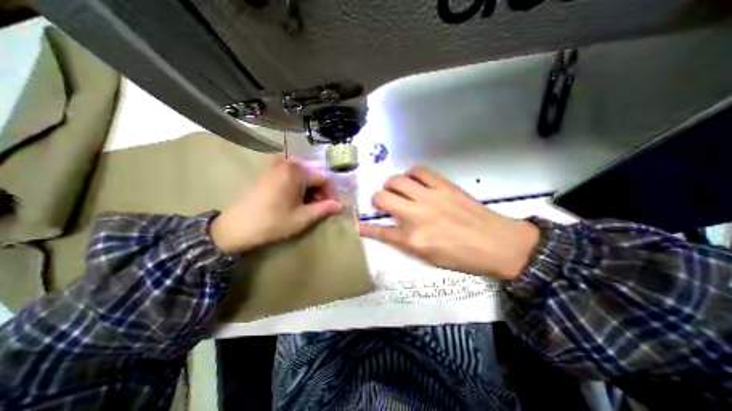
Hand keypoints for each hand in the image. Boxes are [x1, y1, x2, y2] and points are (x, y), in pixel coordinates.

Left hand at [206, 157, 341, 252]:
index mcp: (297, 172)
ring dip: (308, 189)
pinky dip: (297, 184)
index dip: (329, 193)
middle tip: (316, 207)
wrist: (237, 227)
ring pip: (302, 175)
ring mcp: (276, 165)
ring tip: (305, 205)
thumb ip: (325, 209)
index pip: (324, 178)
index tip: (329, 207)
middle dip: (318, 191)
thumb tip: (341, 205)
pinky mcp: (268, 171)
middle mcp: (287, 163)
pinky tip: (293, 198)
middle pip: (313, 174)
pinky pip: (290, 174)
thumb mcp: (303, 218)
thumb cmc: (273, 222)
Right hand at [360, 165, 536, 278]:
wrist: (498, 244)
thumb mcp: (429, 258)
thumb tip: (389, 231)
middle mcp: (417, 216)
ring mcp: (430, 198)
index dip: (367, 227)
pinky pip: (419, 171)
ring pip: (396, 181)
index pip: (381, 231)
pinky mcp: (443, 186)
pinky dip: (411, 174)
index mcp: (414, 240)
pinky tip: (414, 181)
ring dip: (390, 184)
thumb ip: (406, 242)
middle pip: (382, 198)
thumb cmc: (462, 257)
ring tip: (396, 189)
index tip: (359, 224)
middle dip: (376, 199)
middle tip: (383, 203)